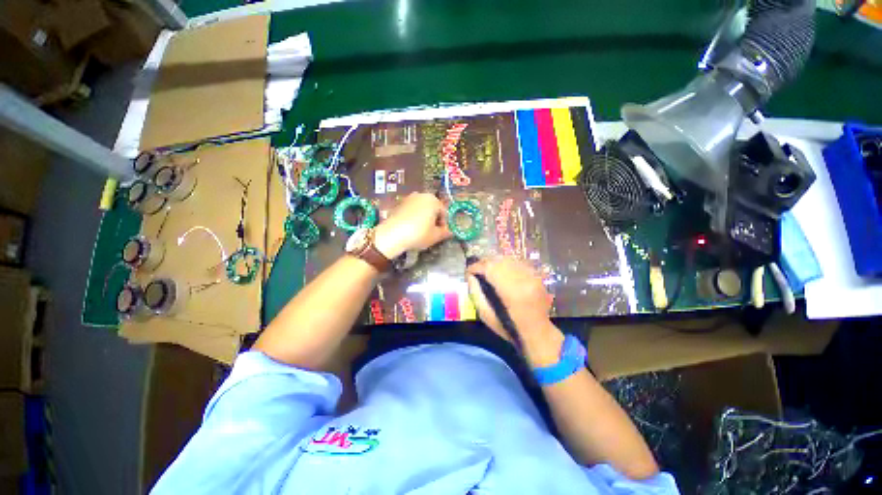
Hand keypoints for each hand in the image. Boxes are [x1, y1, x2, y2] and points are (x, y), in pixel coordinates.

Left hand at [374, 193, 451, 258]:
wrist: (392, 235)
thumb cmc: (418, 234)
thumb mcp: (435, 236)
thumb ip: (445, 232)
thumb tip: (450, 232)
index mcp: (433, 200)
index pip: (444, 212)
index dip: (444, 224)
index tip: (441, 234)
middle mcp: (421, 195)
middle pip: (432, 208)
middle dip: (434, 219)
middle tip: (432, 233)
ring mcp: (408, 198)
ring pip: (421, 209)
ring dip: (424, 218)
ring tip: (421, 231)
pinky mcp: (398, 204)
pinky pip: (411, 211)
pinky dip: (413, 218)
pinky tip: (411, 229)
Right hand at [466, 258, 563, 366]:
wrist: (537, 332)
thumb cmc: (509, 328)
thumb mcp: (486, 316)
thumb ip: (476, 294)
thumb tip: (470, 276)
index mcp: (511, 292)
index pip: (489, 269)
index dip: (476, 267)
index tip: (468, 271)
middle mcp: (523, 279)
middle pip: (499, 261)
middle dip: (484, 262)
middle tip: (475, 269)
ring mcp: (532, 275)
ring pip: (508, 259)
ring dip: (495, 262)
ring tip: (486, 268)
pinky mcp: (536, 275)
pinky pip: (517, 262)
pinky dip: (506, 264)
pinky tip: (501, 270)